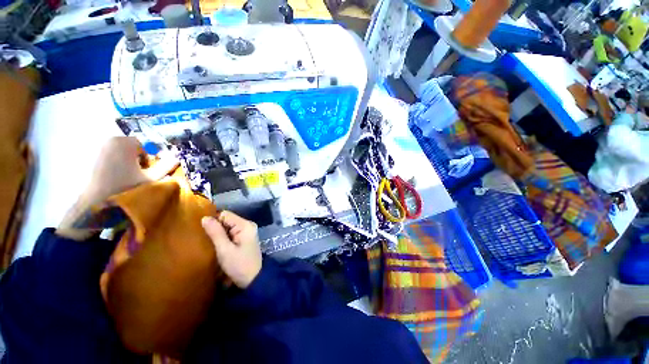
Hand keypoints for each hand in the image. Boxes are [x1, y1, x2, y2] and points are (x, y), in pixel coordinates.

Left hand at [85, 137, 177, 201]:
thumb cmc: (125, 188)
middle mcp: (110, 141)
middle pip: (131, 147)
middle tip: (137, 174)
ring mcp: (98, 148)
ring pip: (121, 152)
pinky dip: (115, 164)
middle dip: (137, 158)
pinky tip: (114, 177)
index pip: (144, 145)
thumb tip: (177, 157)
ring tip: (126, 177)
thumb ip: (166, 166)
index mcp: (124, 142)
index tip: (146, 170)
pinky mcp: (91, 156)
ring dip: (126, 162)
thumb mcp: (151, 178)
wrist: (95, 201)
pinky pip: (110, 156)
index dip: (149, 158)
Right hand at [201, 211, 261, 288]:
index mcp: (245, 225)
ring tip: (211, 245)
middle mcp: (248, 225)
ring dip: (219, 234)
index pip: (225, 215)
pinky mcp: (245, 238)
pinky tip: (219, 247)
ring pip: (228, 227)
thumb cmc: (239, 265)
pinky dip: (224, 238)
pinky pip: (231, 233)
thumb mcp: (225, 250)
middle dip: (216, 228)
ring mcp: (247, 232)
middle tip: (208, 241)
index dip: (214, 221)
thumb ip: (215, 233)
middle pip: (227, 220)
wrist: (253, 279)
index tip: (205, 234)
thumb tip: (204, 218)